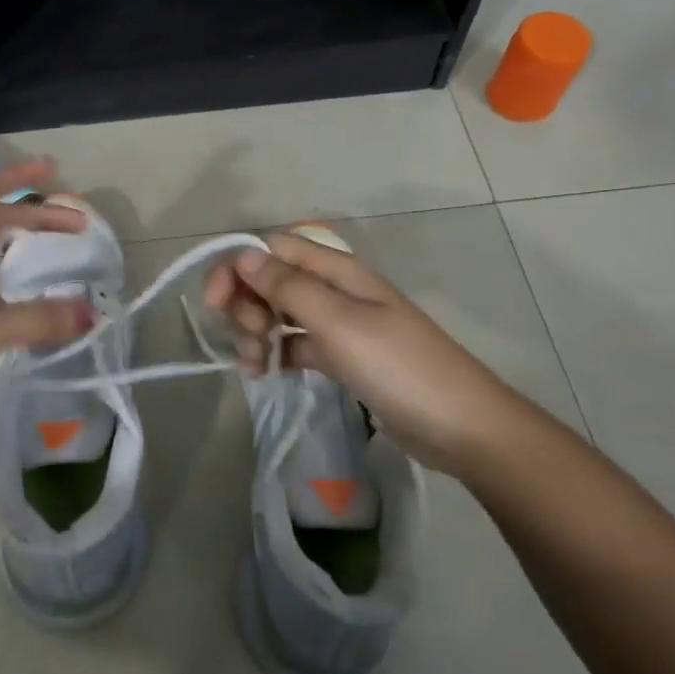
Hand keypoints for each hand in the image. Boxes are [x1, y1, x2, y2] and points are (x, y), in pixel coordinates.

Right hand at [202, 231, 526, 473]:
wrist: (460, 425)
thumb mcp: (338, 323)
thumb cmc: (398, 366)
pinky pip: (294, 344)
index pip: (271, 248)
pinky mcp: (341, 356)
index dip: (236, 266)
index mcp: (336, 270)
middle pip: (270, 279)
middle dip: (246, 305)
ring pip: (279, 313)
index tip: (214, 303)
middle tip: (251, 340)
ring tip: (255, 367)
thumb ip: (288, 287)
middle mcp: (333, 289)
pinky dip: (276, 354)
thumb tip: (243, 254)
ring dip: (256, 332)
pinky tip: (267, 374)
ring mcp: (338, 323)